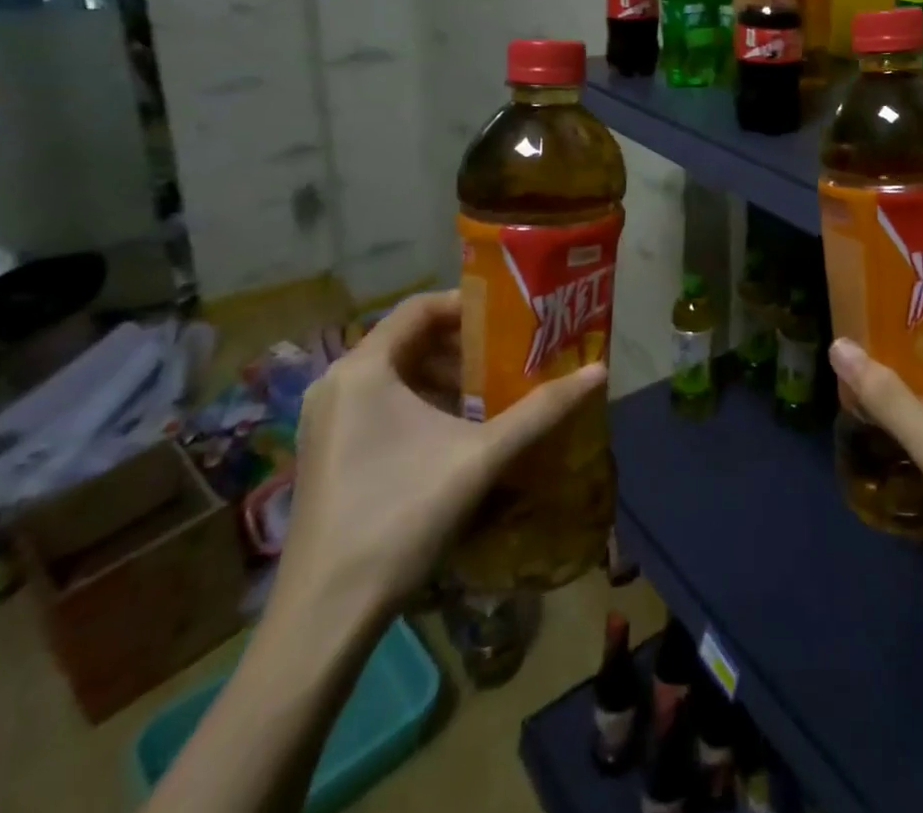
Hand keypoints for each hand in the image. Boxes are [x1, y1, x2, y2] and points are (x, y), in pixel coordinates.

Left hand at [276, 291, 606, 626]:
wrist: (324, 617)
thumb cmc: (401, 516)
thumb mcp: (482, 456)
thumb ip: (542, 410)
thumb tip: (599, 371)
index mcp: (364, 369)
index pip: (420, 307)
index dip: (469, 305)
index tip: (513, 318)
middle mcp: (338, 384)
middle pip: (410, 340)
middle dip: (465, 346)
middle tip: (512, 356)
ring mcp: (327, 420)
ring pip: (397, 375)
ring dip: (446, 377)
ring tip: (494, 393)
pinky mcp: (328, 452)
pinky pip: (382, 404)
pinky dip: (422, 404)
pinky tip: (458, 432)